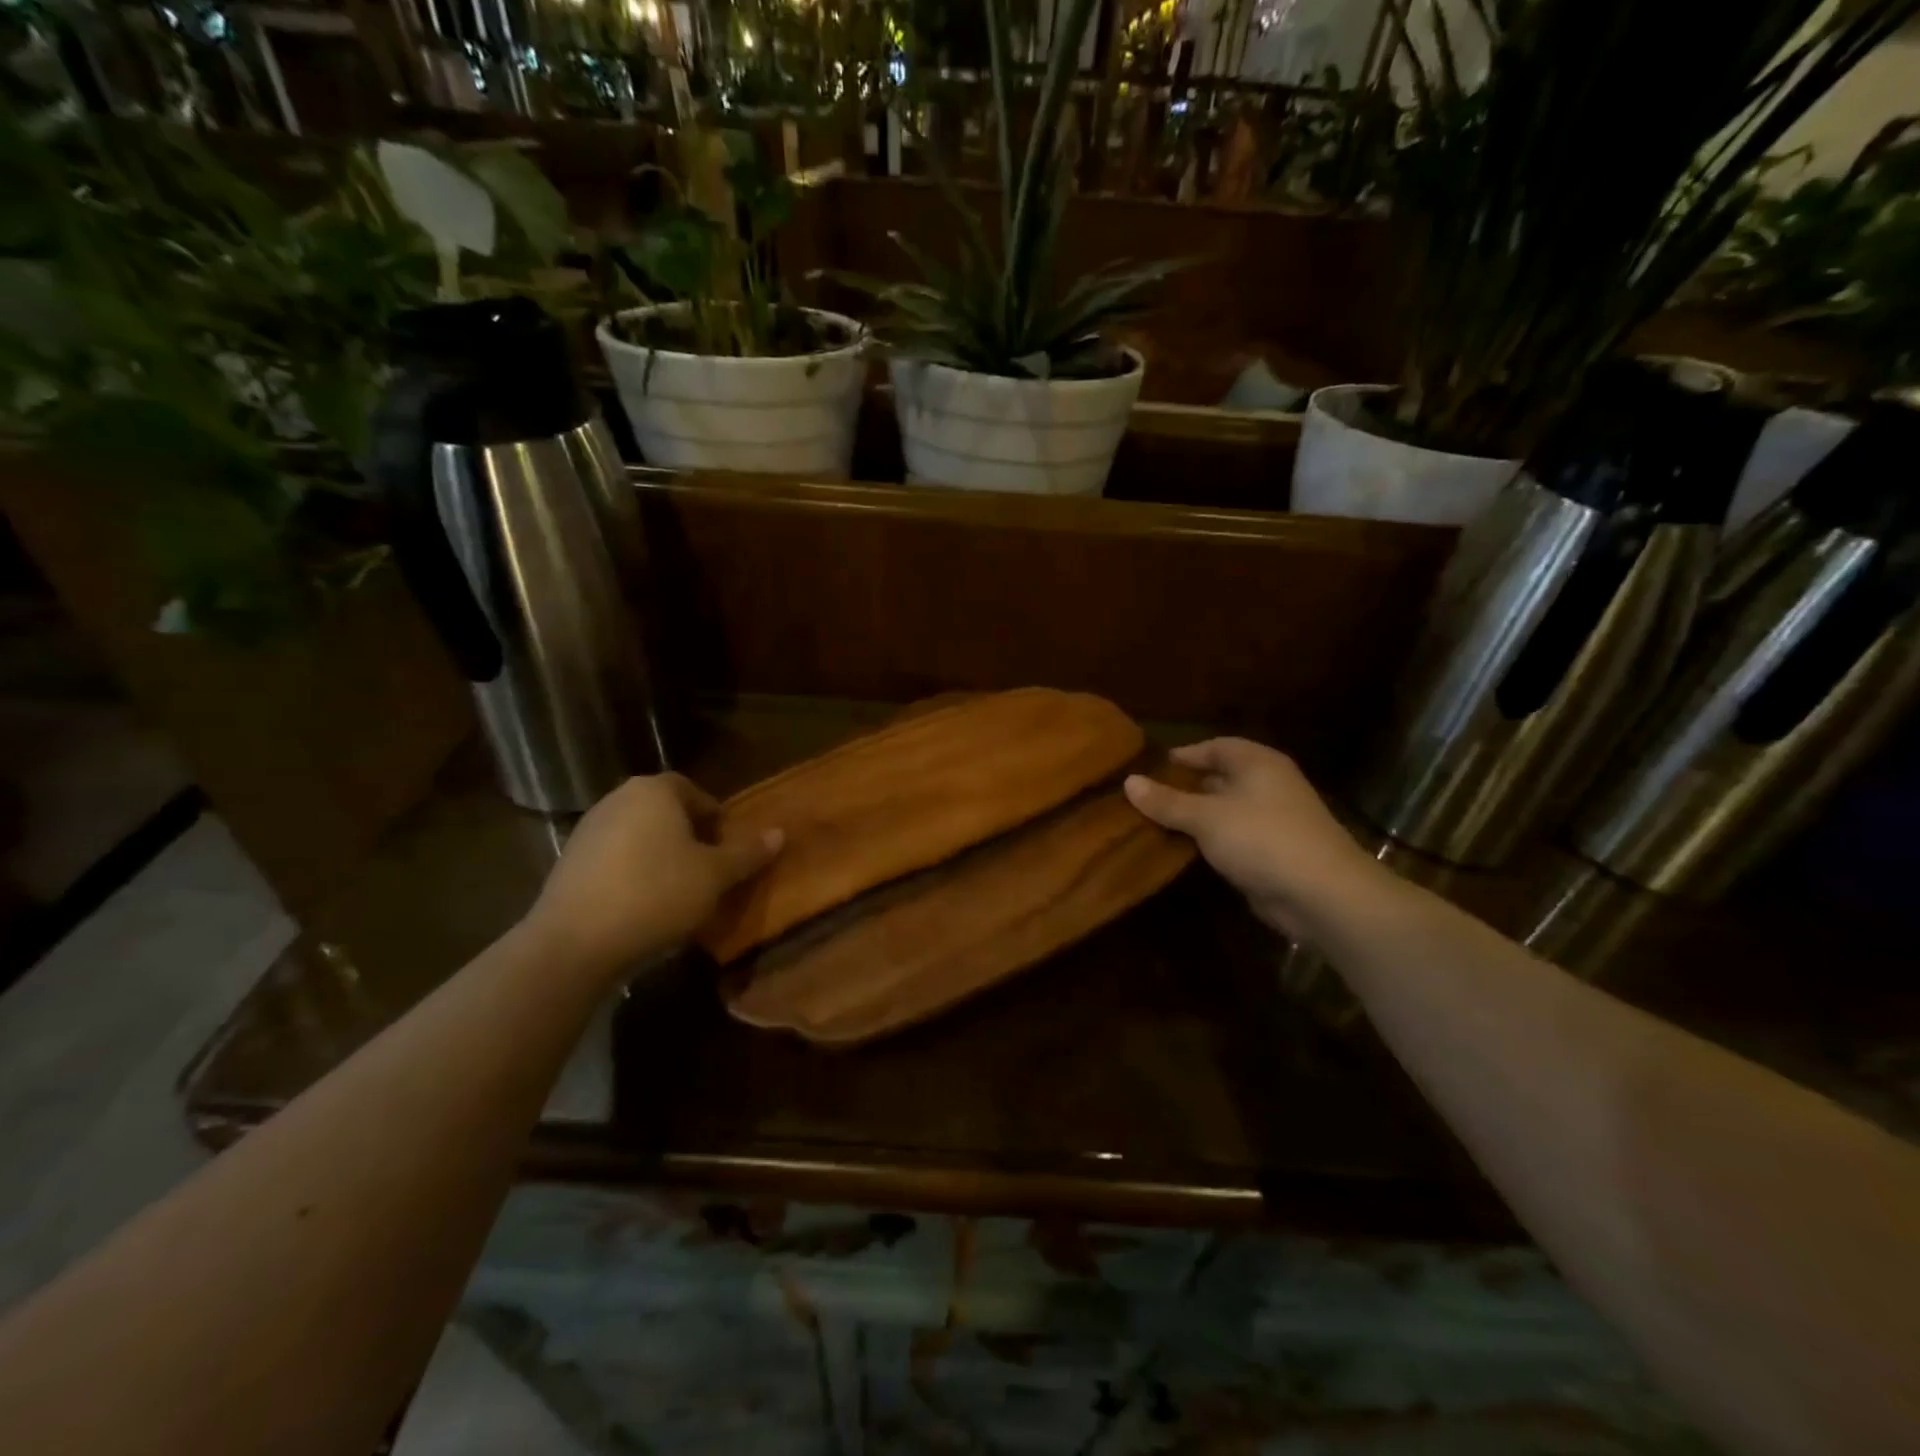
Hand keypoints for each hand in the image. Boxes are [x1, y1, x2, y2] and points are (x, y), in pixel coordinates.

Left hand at [526, 774, 781, 974]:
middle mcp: (618, 799)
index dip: (715, 817)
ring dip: (660, 855)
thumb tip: (779, 833)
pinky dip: (632, 873)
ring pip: (638, 835)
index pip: (693, 791)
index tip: (727, 848)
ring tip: (678, 890)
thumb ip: (747, 853)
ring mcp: (588, 830)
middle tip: (708, 868)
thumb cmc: (656, 894)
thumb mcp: (715, 875)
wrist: (574, 942)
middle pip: (664, 811)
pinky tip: (642, 905)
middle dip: (688, 836)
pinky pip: (614, 858)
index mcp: (655, 791)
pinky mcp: (568, 862)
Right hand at [1124, 738, 1380, 937]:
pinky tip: (1182, 851)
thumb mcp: (1206, 817)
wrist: (1322, 895)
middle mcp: (1268, 785)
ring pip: (1224, 811)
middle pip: (1219, 778)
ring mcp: (1273, 820)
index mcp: (1257, 763)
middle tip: (1144, 798)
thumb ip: (1167, 801)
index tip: (1150, 768)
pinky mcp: (1273, 853)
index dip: (1184, 755)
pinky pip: (1232, 838)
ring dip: (1194, 818)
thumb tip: (1128, 781)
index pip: (1215, 746)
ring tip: (1153, 824)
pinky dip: (1209, 842)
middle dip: (1184, 788)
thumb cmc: (1262, 838)